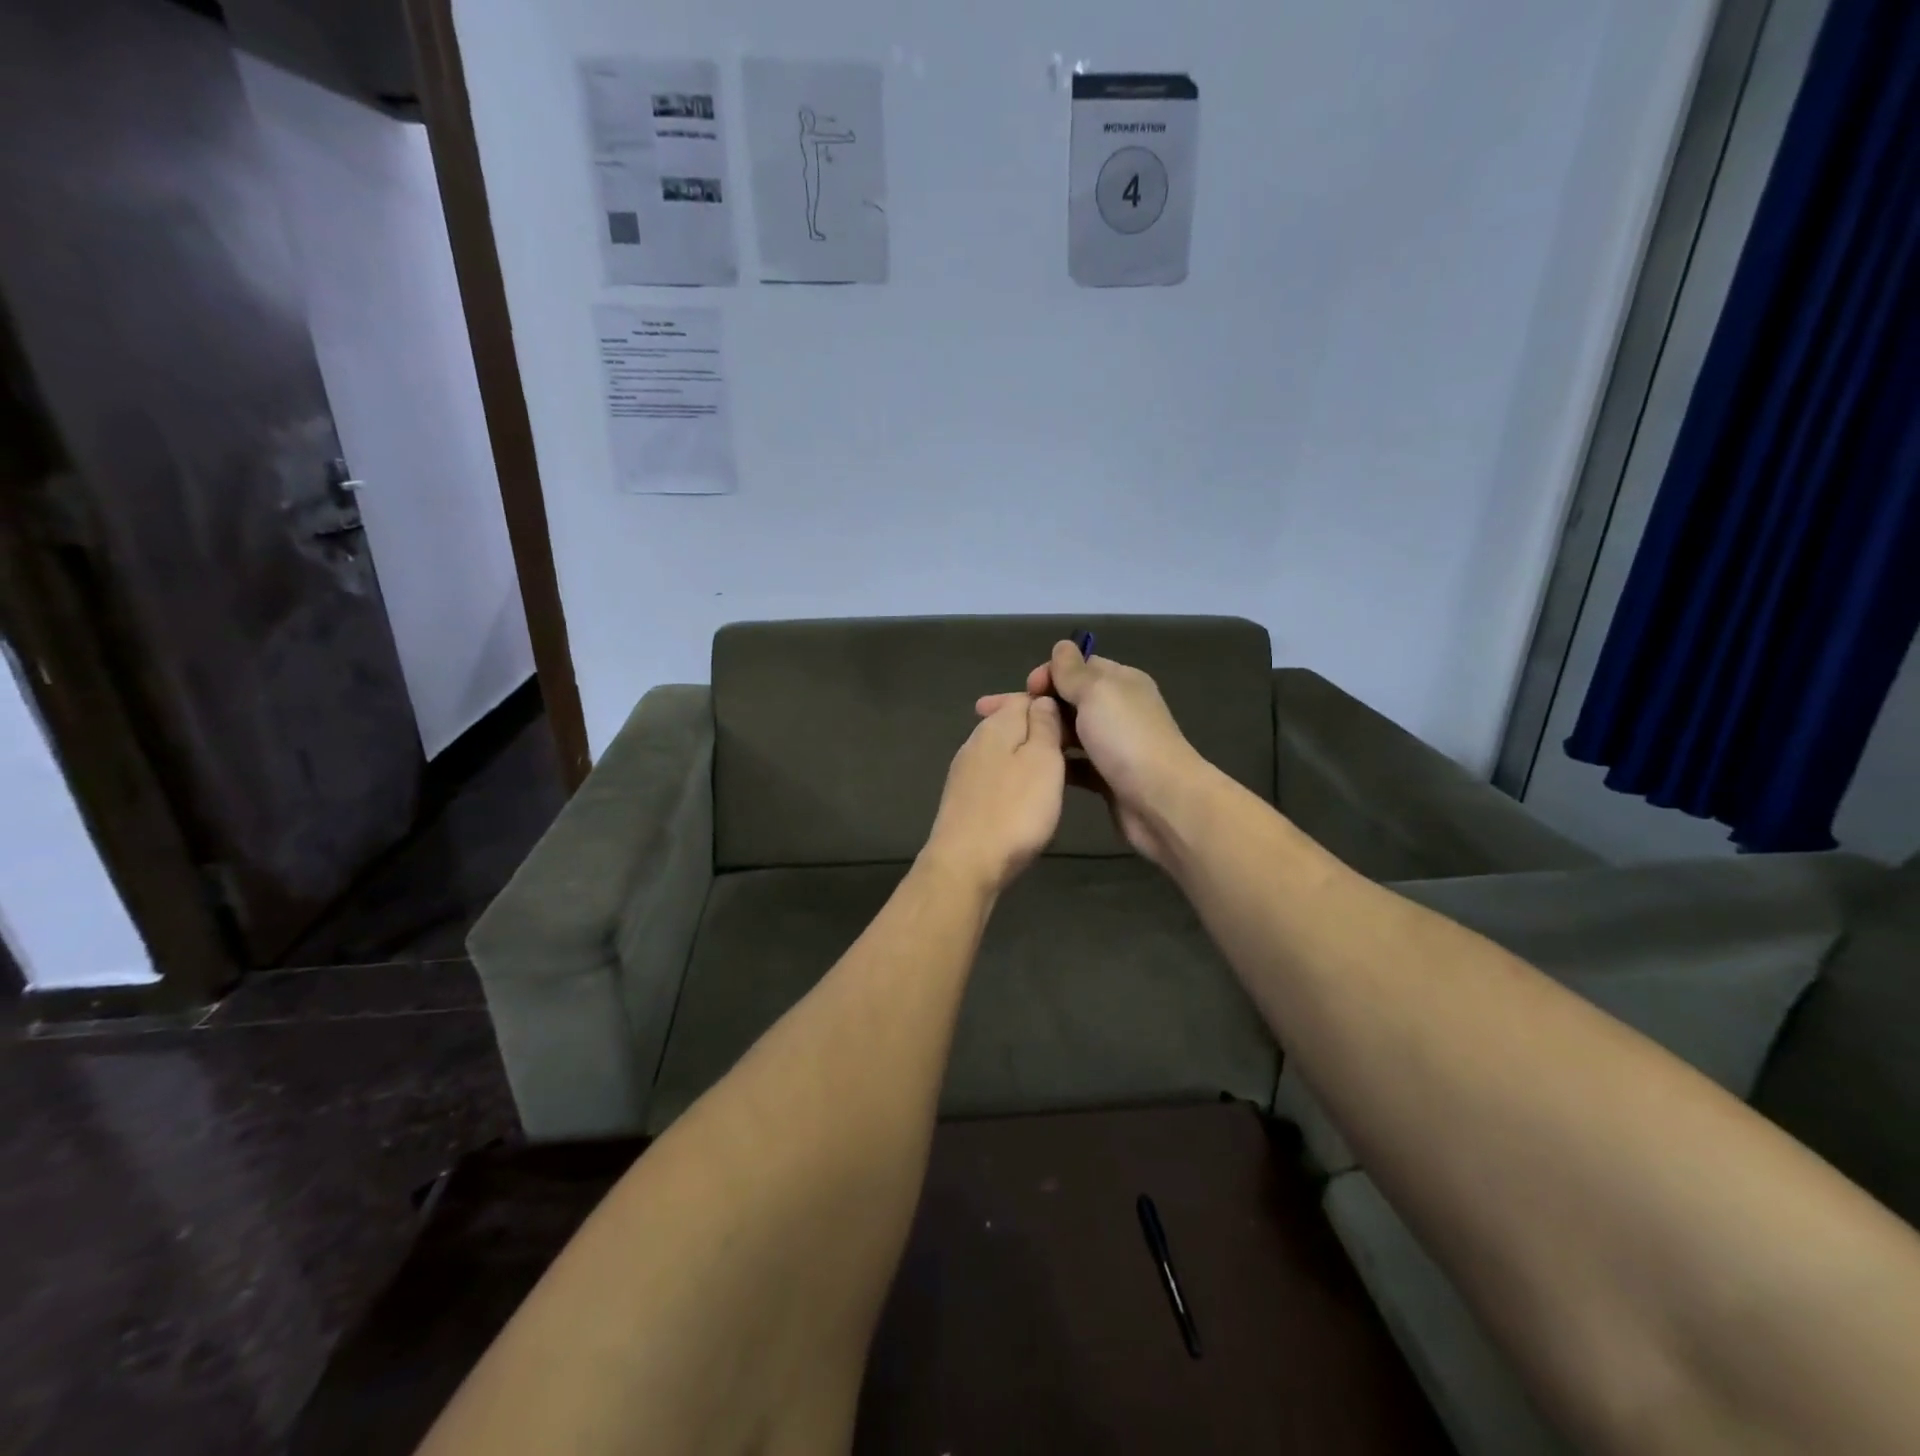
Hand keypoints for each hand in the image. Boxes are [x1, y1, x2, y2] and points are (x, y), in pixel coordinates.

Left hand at [922, 695, 1066, 894]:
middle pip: (1012, 723)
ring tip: (1055, 776)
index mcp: (996, 725)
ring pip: (1004, 750)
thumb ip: (1045, 726)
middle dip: (1040, 731)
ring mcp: (965, 770)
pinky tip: (1026, 796)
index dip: (1053, 706)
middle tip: (1072, 752)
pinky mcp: (963, 797)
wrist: (966, 864)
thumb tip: (1043, 699)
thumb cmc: (1015, 811)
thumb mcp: (1043, 761)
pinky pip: (995, 774)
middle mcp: (976, 740)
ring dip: (1027, 757)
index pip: (1026, 697)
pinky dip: (1014, 778)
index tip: (1078, 727)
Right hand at [976, 643, 1208, 868]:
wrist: (1161, 801)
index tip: (1025, 689)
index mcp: (1120, 683)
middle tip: (993, 715)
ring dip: (1042, 733)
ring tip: (1004, 742)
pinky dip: (1055, 762)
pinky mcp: (1107, 778)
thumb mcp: (1097, 692)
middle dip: (1035, 704)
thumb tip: (1061, 646)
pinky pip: (1074, 764)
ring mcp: (1113, 746)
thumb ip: (1073, 671)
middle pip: (1069, 700)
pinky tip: (1029, 767)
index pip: (1079, 667)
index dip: (1049, 674)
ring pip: (1069, 733)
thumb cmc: (1126, 739)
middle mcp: (1117, 710)